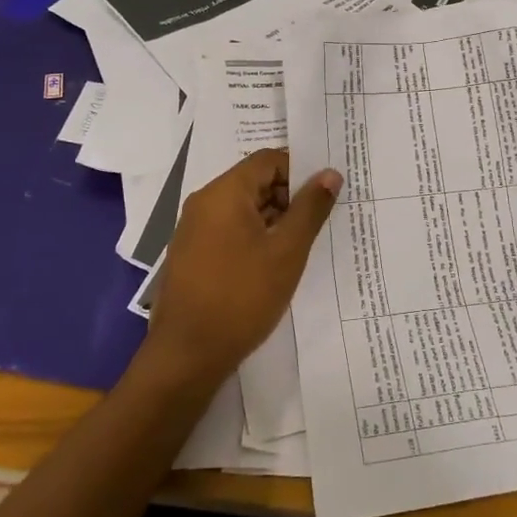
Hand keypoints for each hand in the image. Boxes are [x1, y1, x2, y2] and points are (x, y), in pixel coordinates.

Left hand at [140, 150, 341, 389]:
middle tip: (315, 226)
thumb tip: (330, 173)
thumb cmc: (241, 297)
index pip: (268, 160)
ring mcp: (193, 229)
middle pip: (254, 181)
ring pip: (242, 208)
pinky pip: (228, 230)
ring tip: (297, 249)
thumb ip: (310, 208)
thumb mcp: (287, 251)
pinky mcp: (191, 254)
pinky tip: (270, 267)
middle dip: (288, 198)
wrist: (186, 356)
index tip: (323, 198)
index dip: (299, 172)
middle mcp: (204, 202)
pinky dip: (253, 238)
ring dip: (272, 221)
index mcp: (224, 192)